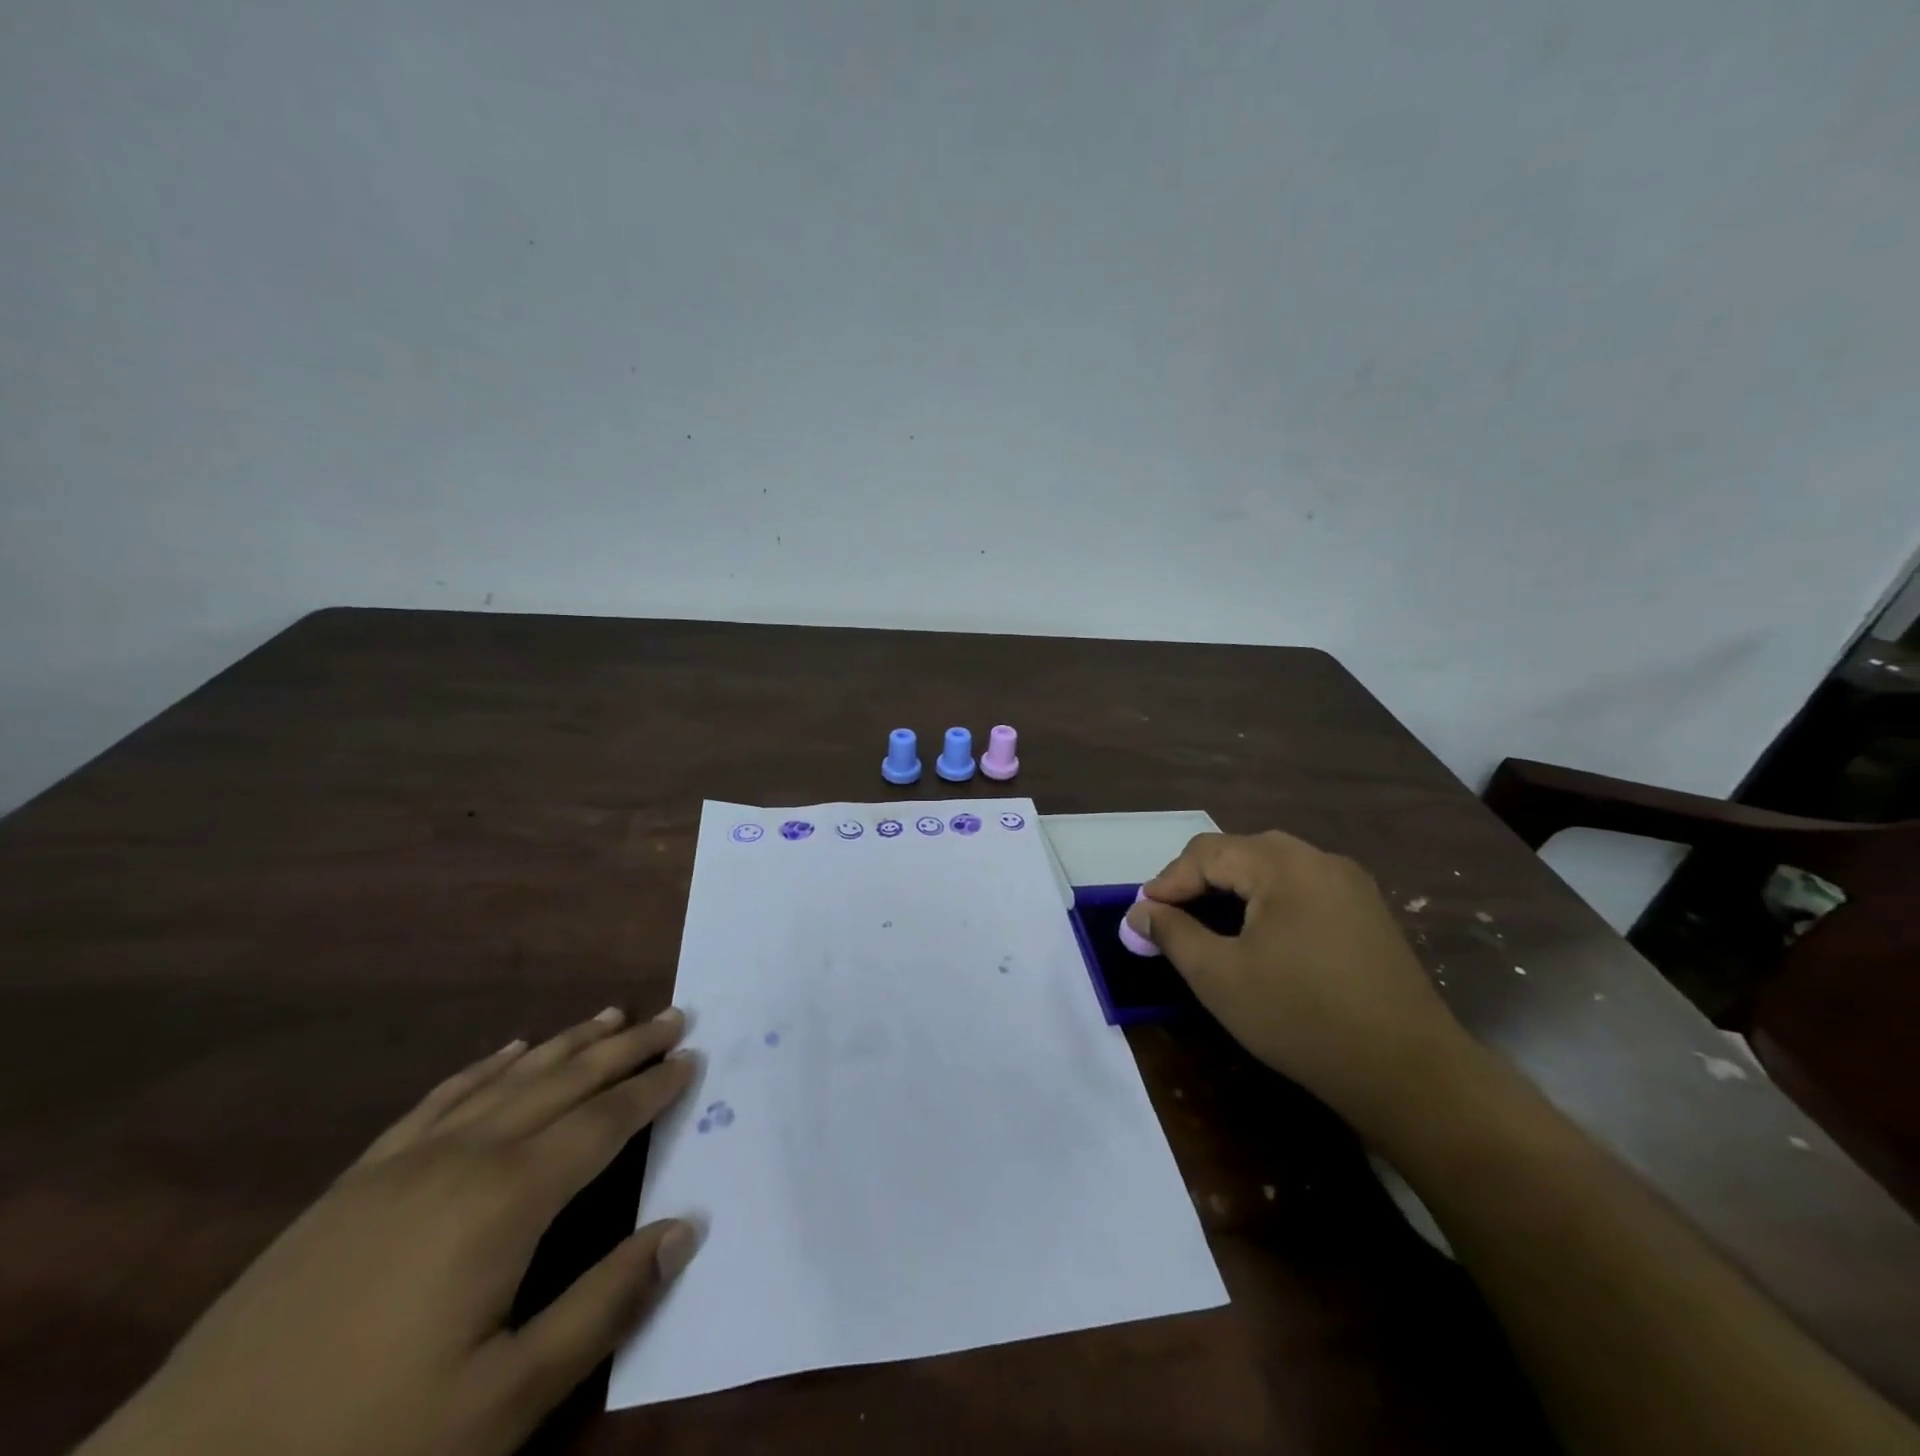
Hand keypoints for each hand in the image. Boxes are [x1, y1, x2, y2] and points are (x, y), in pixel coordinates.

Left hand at [79, 1007, 698, 1455]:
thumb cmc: (366, 1442)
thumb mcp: (504, 1400)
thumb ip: (604, 1306)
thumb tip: (686, 1227)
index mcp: (506, 1200)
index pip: (603, 1122)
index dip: (652, 1088)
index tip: (692, 1056)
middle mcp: (464, 1157)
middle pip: (564, 1082)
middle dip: (624, 1046)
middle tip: (672, 1013)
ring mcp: (403, 1163)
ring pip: (508, 1079)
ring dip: (567, 1044)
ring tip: (609, 1015)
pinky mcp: (356, 1181)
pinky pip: (440, 1099)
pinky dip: (486, 1067)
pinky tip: (508, 1051)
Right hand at [1126, 831, 1474, 1128]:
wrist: (1410, 1073)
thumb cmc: (1301, 1018)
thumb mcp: (1219, 977)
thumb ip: (1172, 934)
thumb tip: (1140, 911)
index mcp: (1283, 865)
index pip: (1206, 852)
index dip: (1167, 882)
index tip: (1142, 918)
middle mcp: (1320, 859)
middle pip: (1240, 853)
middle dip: (1198, 883)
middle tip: (1171, 920)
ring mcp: (1351, 884)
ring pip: (1272, 870)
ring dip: (1232, 891)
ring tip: (1208, 928)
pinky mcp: (1368, 912)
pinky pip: (1302, 889)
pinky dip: (1267, 903)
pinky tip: (1260, 938)